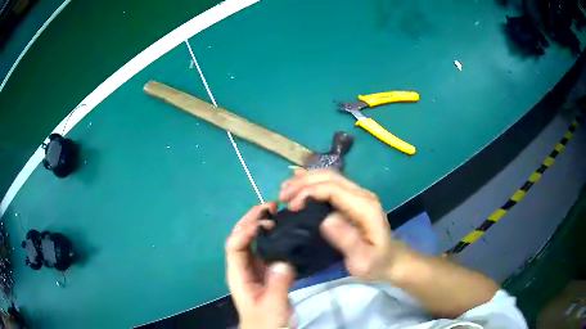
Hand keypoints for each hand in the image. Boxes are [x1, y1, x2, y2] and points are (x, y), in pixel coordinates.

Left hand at [225, 203, 295, 328]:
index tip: (264, 222)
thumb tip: (282, 260)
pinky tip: (284, 232)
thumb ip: (277, 284)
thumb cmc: (265, 320)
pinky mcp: (266, 272)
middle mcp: (243, 267)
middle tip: (270, 206)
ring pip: (253, 242)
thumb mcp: (272, 305)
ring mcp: (254, 269)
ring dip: (261, 225)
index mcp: (238, 274)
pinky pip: (266, 250)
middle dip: (251, 220)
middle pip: (241, 238)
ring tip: (276, 213)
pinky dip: (273, 237)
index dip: (245, 231)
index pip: (234, 246)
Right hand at [279, 169, 403, 280]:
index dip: (309, 192)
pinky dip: (312, 183)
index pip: (333, 188)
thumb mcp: (363, 260)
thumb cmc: (375, 263)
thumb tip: (325, 219)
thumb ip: (348, 241)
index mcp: (365, 206)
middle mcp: (362, 194)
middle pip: (330, 177)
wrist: (390, 259)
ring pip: (329, 177)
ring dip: (305, 180)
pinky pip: (331, 184)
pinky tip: (298, 186)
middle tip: (281, 196)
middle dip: (303, 182)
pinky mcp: (353, 199)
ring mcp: (358, 194)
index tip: (291, 207)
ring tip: (285, 190)